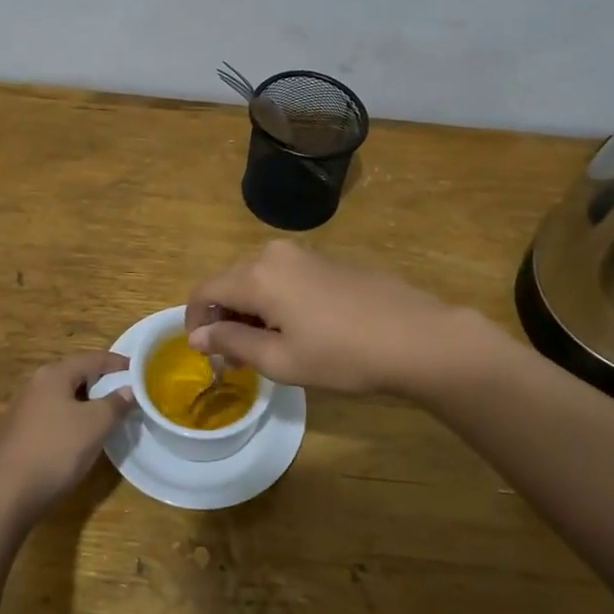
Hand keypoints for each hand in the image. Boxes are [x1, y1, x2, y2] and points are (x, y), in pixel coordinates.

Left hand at [0, 351, 131, 520]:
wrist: (10, 493)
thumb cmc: (57, 449)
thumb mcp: (96, 424)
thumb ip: (116, 403)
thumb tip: (129, 390)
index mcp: (53, 374)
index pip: (92, 359)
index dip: (117, 363)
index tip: (139, 370)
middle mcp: (36, 384)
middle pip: (76, 374)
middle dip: (102, 381)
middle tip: (126, 391)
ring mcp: (25, 408)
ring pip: (65, 396)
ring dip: (88, 401)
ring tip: (110, 412)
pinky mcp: (22, 431)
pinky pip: (55, 414)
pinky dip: (73, 416)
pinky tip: (83, 433)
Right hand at [185, 241, 506, 397]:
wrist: (418, 337)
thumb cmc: (343, 356)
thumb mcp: (281, 360)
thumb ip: (232, 343)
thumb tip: (198, 335)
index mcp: (257, 275)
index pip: (204, 291)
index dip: (194, 321)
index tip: (204, 353)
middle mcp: (274, 254)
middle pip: (229, 282)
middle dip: (224, 319)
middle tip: (238, 359)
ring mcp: (304, 253)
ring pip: (257, 279)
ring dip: (250, 311)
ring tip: (269, 349)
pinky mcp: (327, 260)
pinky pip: (284, 276)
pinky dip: (275, 301)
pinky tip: (300, 330)